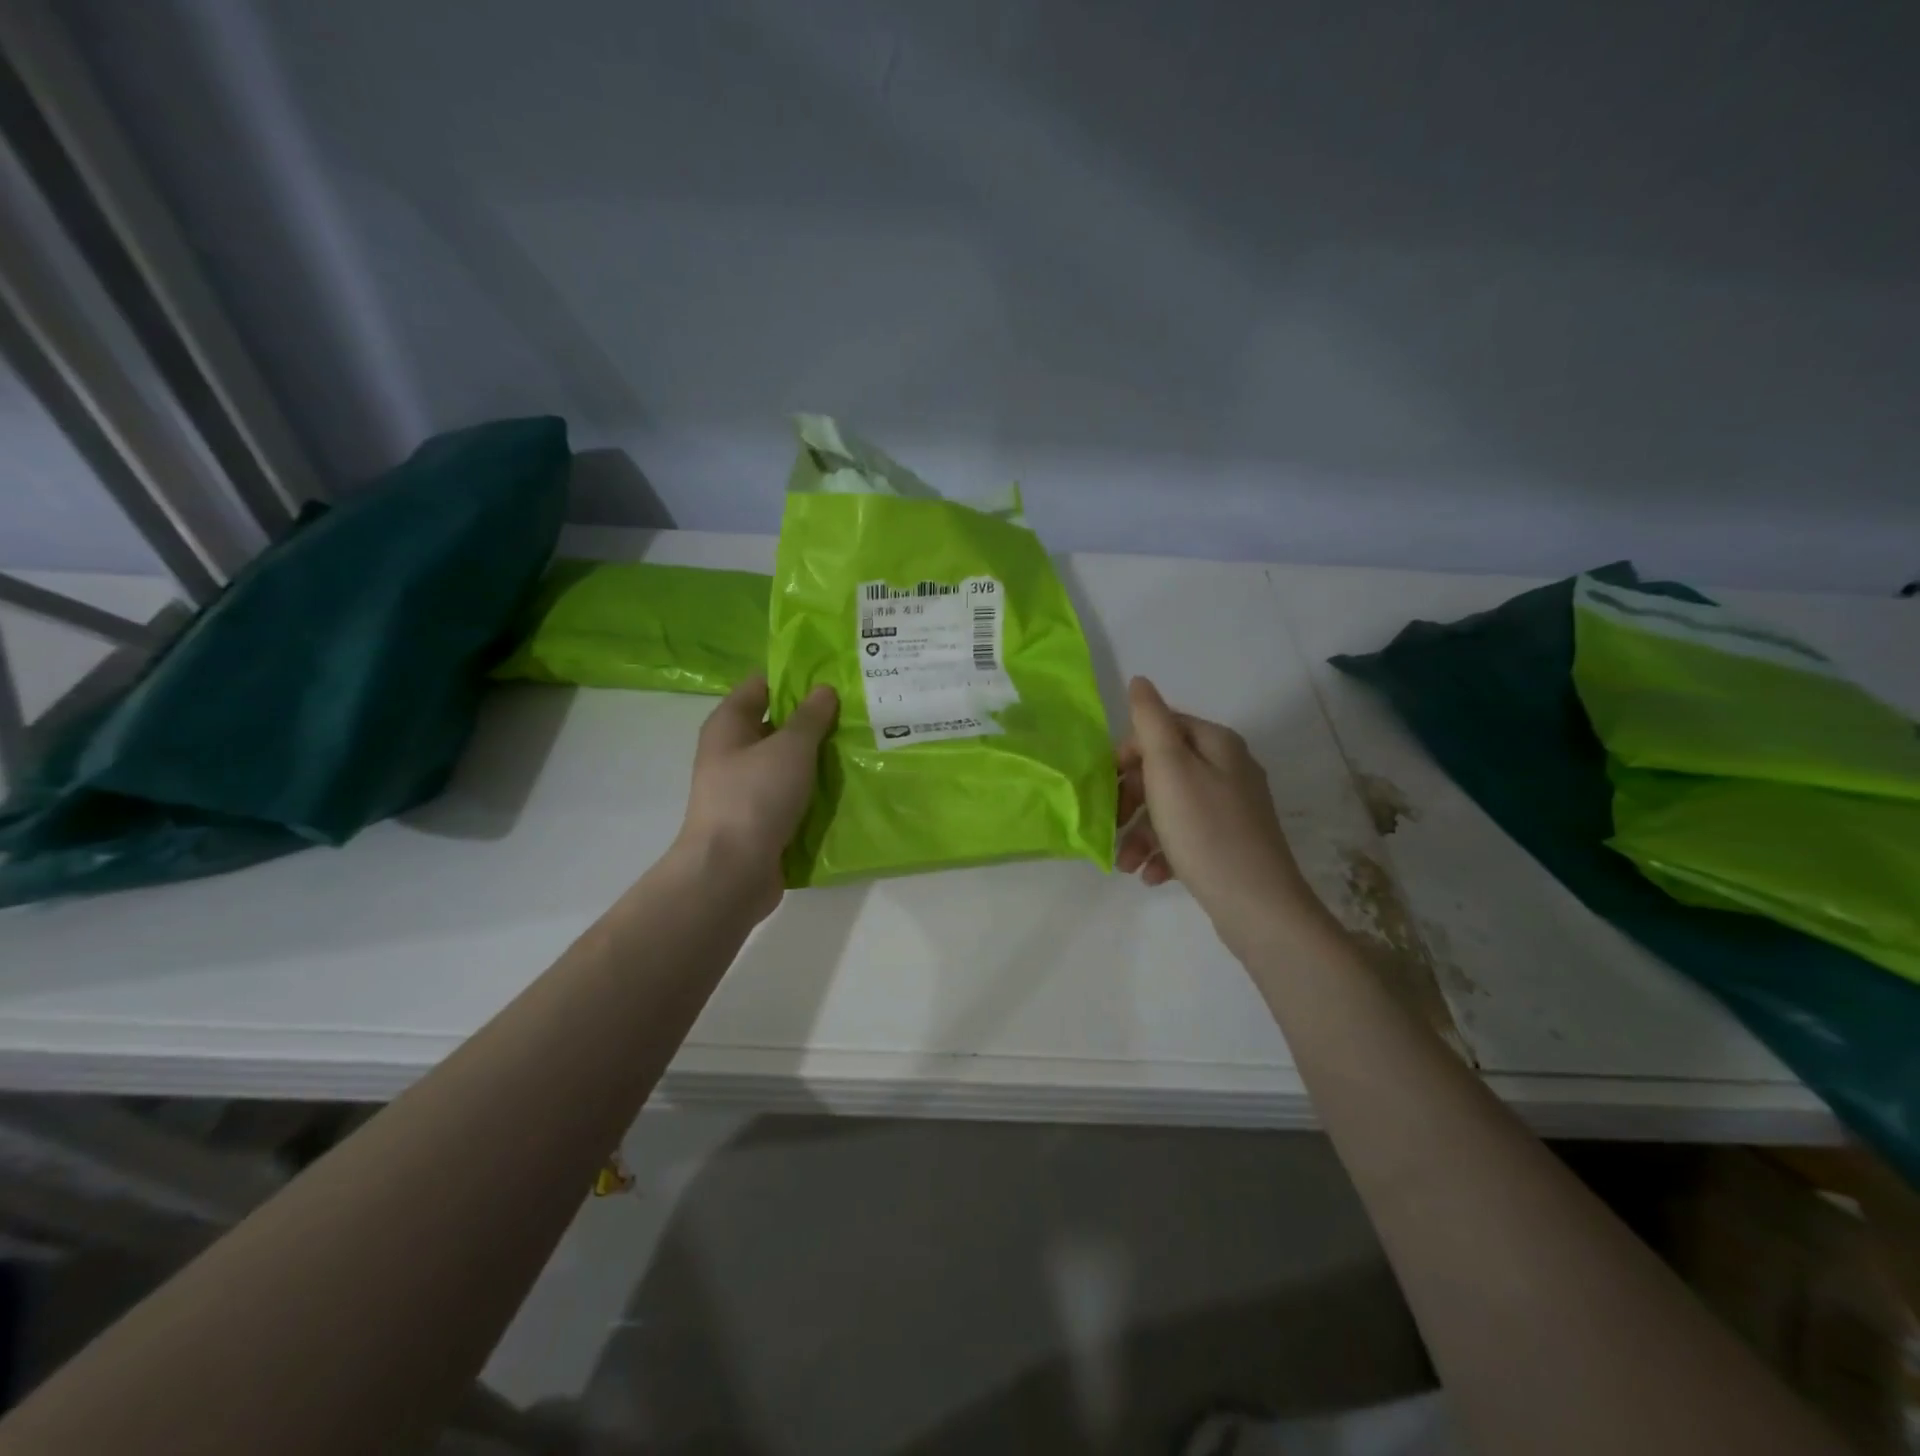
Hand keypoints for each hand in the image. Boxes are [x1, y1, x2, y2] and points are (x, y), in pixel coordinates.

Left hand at [675, 676, 837, 919]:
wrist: (732, 872)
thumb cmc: (755, 797)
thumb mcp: (790, 748)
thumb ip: (810, 718)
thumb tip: (824, 690)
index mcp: (730, 725)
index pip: (761, 686)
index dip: (795, 678)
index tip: (835, 677)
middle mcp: (734, 753)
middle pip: (778, 725)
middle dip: (816, 720)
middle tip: (860, 712)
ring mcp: (747, 789)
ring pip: (790, 764)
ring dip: (820, 759)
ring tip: (863, 746)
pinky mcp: (762, 820)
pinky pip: (794, 796)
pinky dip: (817, 792)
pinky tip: (850, 787)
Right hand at [1116, 676, 1317, 953]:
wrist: (1257, 905)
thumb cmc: (1205, 831)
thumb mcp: (1169, 769)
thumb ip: (1150, 721)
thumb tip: (1139, 680)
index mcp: (1216, 744)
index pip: (1160, 729)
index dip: (1127, 754)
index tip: (1106, 786)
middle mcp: (1229, 768)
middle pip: (1164, 770)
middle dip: (1131, 799)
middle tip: (1111, 825)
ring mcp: (1233, 808)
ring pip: (1171, 807)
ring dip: (1141, 832)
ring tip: (1125, 863)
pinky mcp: (1231, 843)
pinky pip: (1187, 836)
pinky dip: (1164, 851)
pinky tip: (1151, 875)